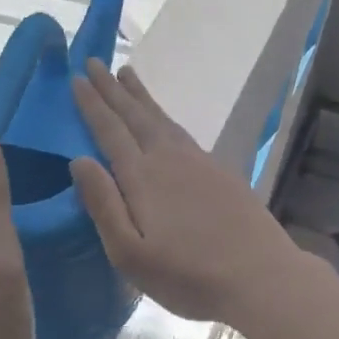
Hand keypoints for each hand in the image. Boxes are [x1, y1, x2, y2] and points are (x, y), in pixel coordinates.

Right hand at [69, 60, 306, 324]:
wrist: (261, 276)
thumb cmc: (188, 275)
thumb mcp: (130, 254)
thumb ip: (103, 204)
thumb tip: (78, 160)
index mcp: (142, 177)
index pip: (110, 130)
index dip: (92, 104)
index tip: (77, 78)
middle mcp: (168, 158)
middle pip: (135, 115)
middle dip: (112, 88)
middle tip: (96, 61)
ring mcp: (197, 162)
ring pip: (161, 118)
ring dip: (140, 96)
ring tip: (126, 74)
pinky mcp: (218, 172)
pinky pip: (181, 130)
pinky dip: (164, 115)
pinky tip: (163, 120)